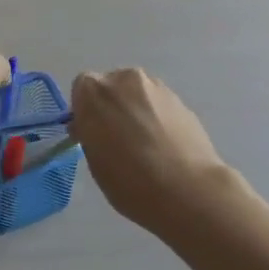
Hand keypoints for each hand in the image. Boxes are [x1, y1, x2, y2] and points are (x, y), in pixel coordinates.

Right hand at [70, 68, 230, 229]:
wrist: (186, 189)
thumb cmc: (129, 180)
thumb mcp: (94, 161)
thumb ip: (90, 134)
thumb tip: (93, 127)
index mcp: (94, 91)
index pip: (81, 89)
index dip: (86, 111)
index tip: (92, 132)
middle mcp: (124, 80)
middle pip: (112, 86)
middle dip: (112, 105)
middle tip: (118, 137)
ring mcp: (156, 87)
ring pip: (137, 93)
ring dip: (136, 109)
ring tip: (145, 143)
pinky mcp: (181, 100)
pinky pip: (159, 104)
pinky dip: (157, 117)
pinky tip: (164, 144)